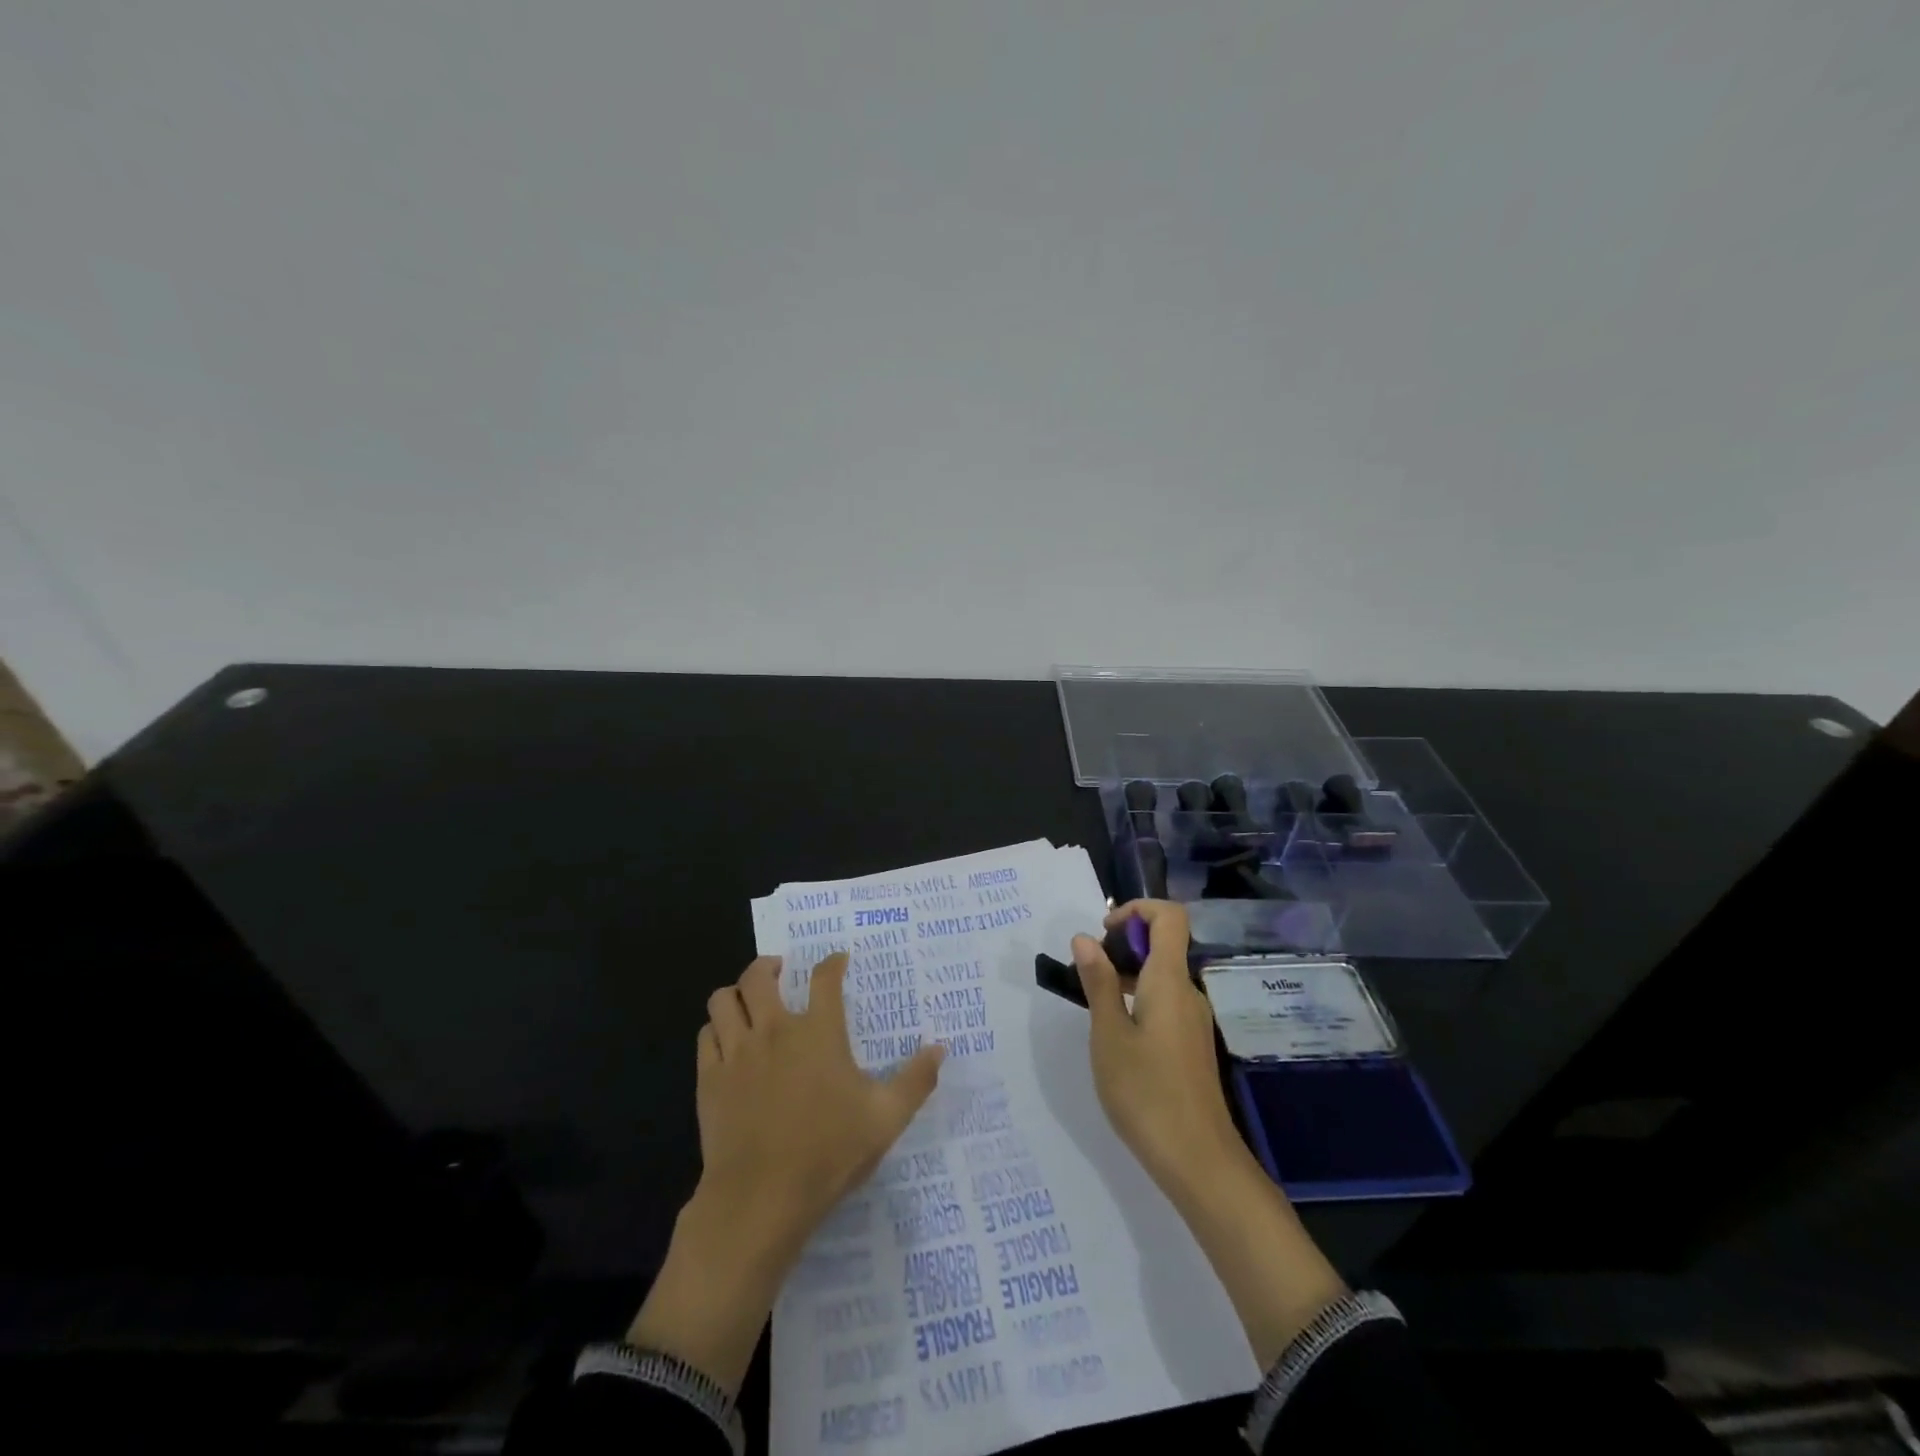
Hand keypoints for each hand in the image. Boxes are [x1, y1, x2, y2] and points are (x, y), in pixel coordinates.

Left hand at [627, 953, 944, 1391]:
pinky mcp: (710, 1079)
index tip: (838, 961)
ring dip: (737, 993)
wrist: (760, 1199)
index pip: (824, 978)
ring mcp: (737, 1052)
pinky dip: (717, 1028)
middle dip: (769, 965)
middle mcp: (774, 1029)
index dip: (833, 962)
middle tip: (780, 972)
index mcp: (818, 1031)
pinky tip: (728, 1041)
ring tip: (750, 1001)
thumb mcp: (886, 1119)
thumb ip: (916, 1080)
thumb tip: (940, 1048)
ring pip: (724, 999)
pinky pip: (706, 1034)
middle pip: (759, 975)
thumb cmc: (828, 1153)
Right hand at [1074, 900, 1347, 1366]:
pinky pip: (1166, 1002)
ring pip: (1163, 976)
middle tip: (1088, 974)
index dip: (1137, 910)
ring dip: (1129, 975)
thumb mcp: (1108, 1034)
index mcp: (1170, 980)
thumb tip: (1085, 937)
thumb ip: (1098, 982)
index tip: (1105, 931)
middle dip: (1124, 945)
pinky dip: (1140, 1000)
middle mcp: (1189, 992)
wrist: (1198, 1160)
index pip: (1169, 917)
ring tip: (1095, 1008)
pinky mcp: (1192, 1045)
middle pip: (1164, 945)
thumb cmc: (1146, 1091)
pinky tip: (1117, 1036)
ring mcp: (1194, 1020)